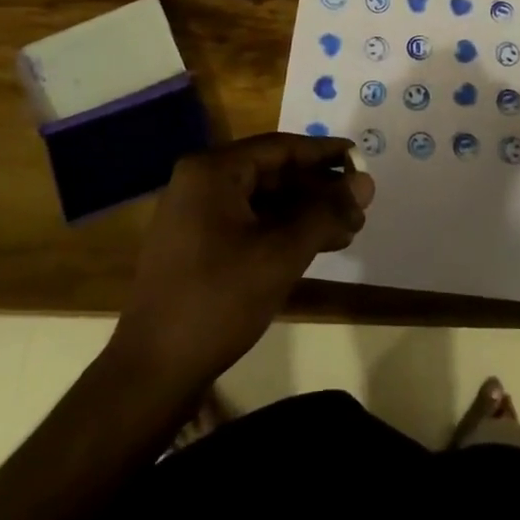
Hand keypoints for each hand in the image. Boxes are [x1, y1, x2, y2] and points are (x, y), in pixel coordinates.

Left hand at [111, 133, 374, 390]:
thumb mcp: (281, 253)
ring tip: (349, 229)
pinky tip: (316, 246)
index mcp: (213, 172)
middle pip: (272, 173)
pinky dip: (283, 231)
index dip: (325, 153)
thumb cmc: (218, 300)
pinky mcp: (198, 245)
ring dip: (306, 213)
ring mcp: (196, 215)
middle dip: (318, 189)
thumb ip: (326, 213)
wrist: (152, 372)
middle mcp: (201, 183)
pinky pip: (249, 223)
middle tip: (360, 204)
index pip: (280, 148)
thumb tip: (366, 183)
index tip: (361, 159)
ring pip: (263, 201)